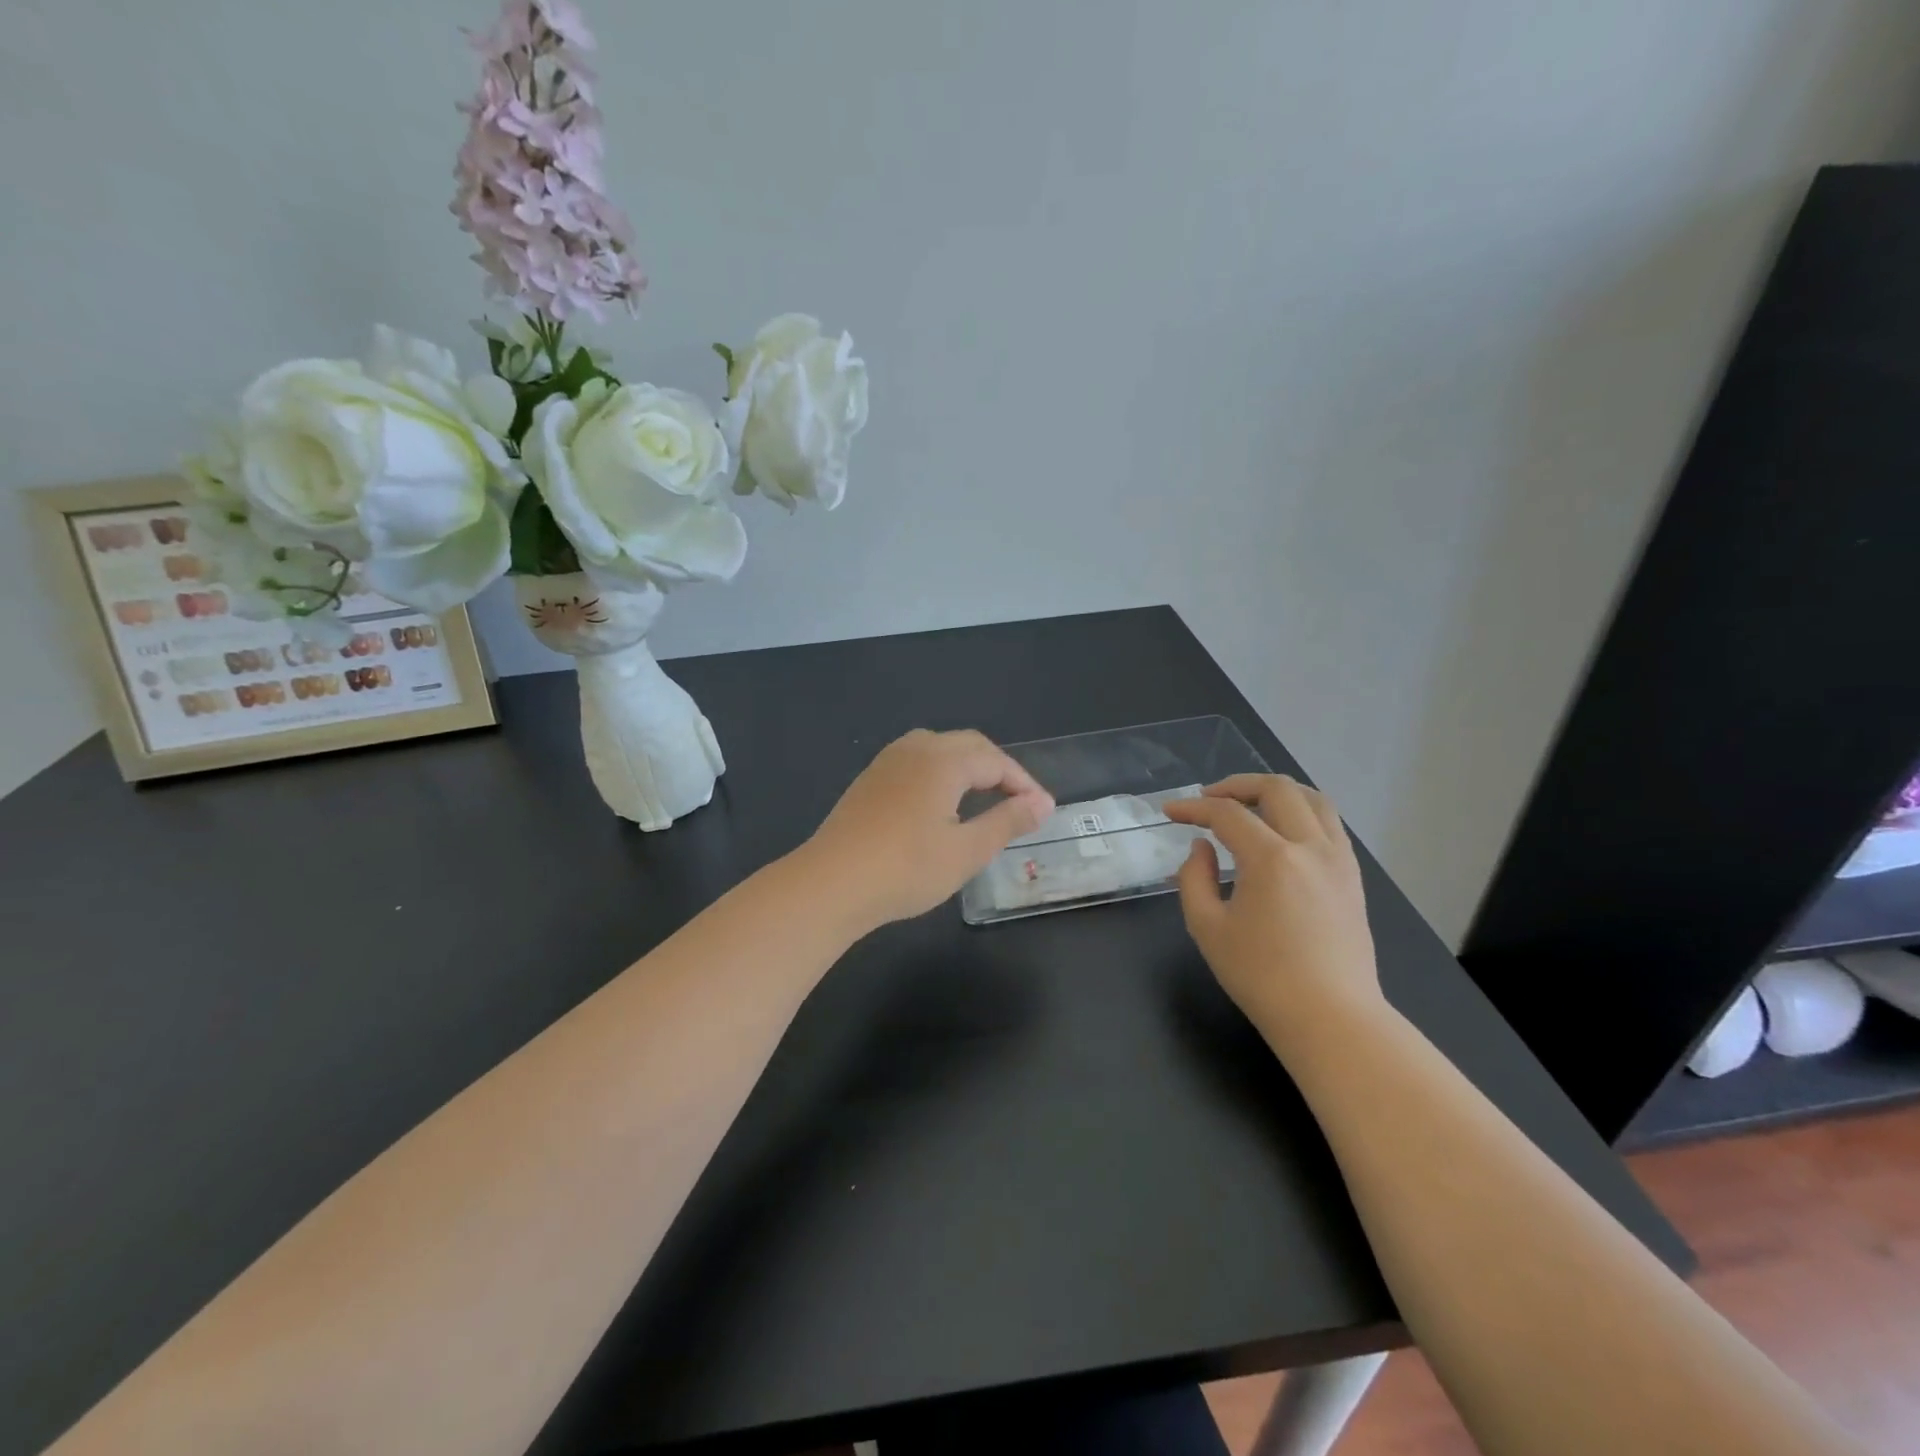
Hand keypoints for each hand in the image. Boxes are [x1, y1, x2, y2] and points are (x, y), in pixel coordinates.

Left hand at [804, 729, 1055, 929]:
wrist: (830, 883)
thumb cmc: (906, 868)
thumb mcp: (966, 851)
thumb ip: (1006, 821)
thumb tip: (1040, 803)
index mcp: (943, 760)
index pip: (996, 761)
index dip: (1024, 783)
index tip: (1044, 810)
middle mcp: (915, 748)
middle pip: (969, 746)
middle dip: (999, 769)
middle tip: (1020, 801)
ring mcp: (887, 761)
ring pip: (940, 749)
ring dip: (969, 767)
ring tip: (986, 797)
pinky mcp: (870, 779)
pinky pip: (917, 761)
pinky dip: (942, 774)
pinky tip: (942, 803)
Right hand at [1163, 775, 1380, 1042]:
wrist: (1330, 1018)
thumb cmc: (1261, 977)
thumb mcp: (1207, 928)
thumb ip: (1194, 878)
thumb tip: (1203, 848)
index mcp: (1272, 859)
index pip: (1227, 814)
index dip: (1193, 808)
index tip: (1169, 811)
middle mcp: (1311, 847)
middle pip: (1277, 789)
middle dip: (1236, 785)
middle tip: (1209, 799)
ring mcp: (1339, 860)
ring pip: (1313, 799)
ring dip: (1276, 792)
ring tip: (1249, 805)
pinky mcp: (1353, 877)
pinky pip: (1330, 825)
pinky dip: (1302, 813)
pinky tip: (1282, 832)